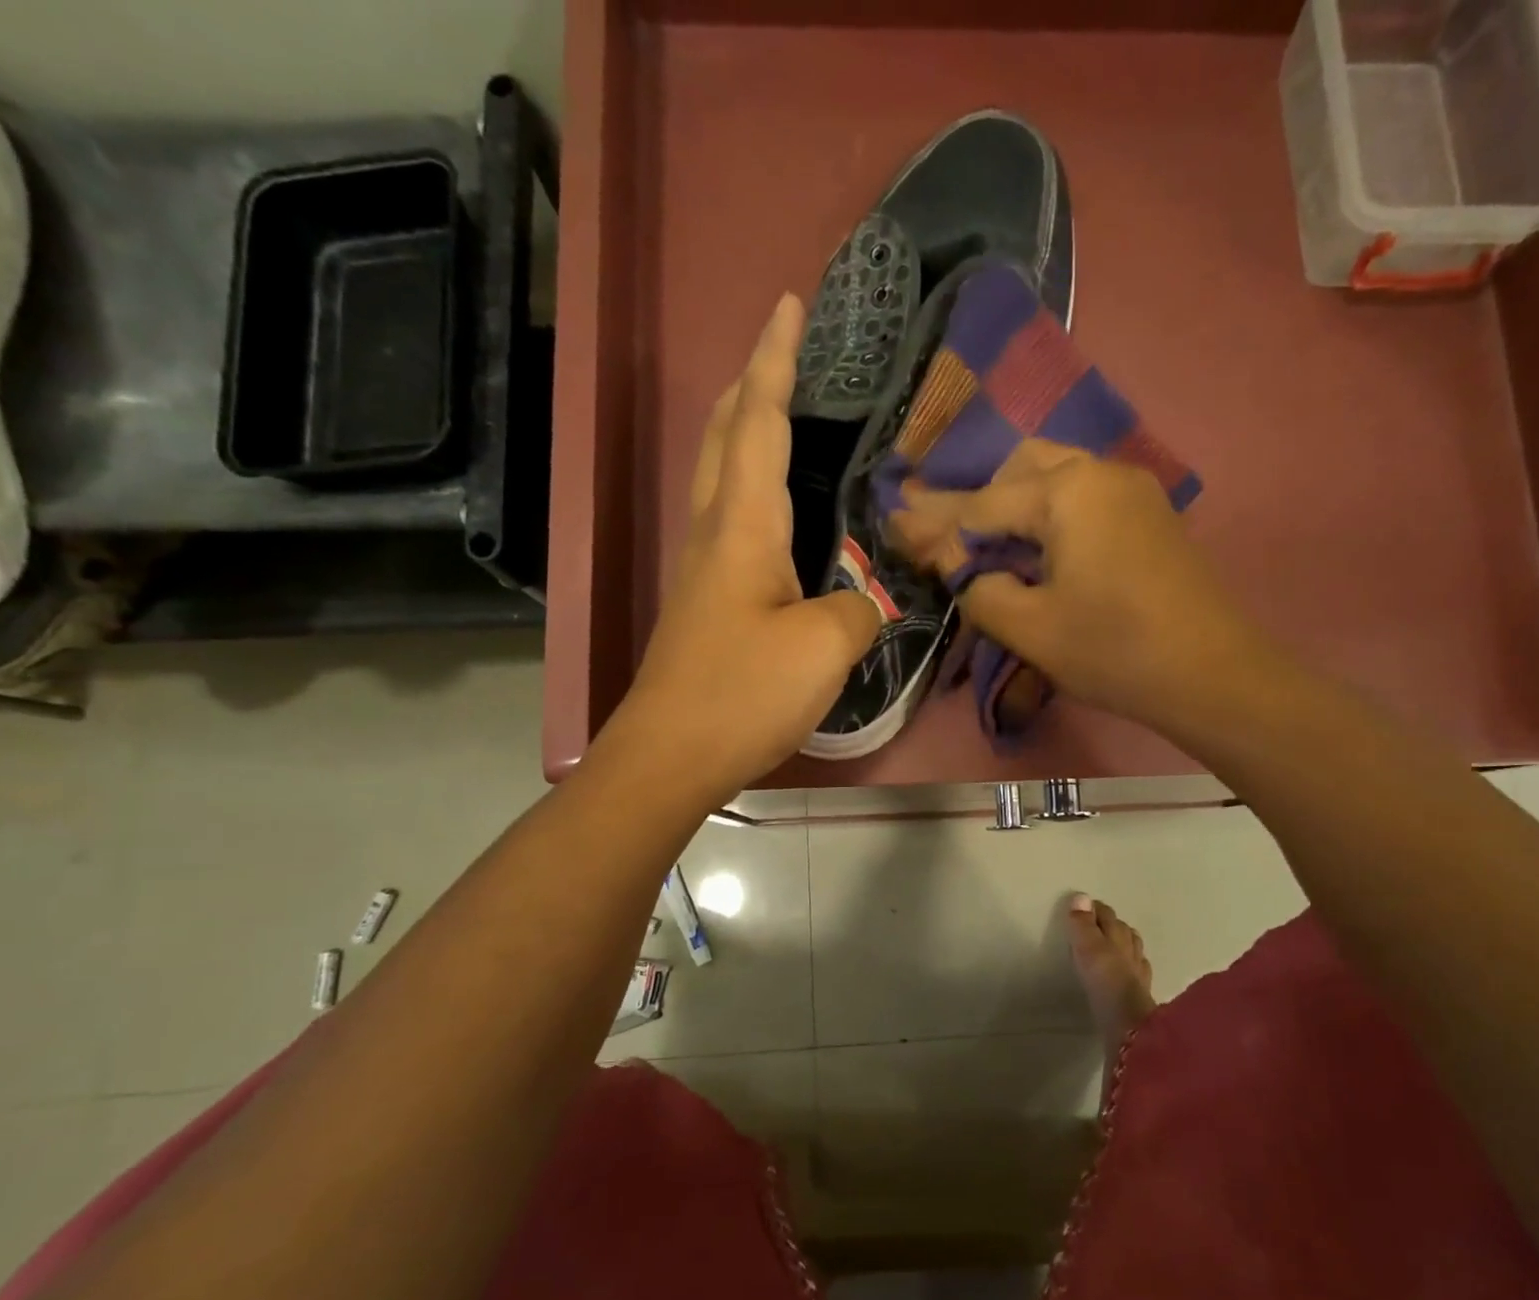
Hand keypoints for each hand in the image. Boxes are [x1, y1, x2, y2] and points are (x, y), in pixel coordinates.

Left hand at [620, 296, 880, 802]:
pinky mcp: (710, 602)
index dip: (775, 361)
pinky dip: (754, 487)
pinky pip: (733, 519)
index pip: (758, 422)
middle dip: (751, 384)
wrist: (671, 755)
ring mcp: (707, 569)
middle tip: (785, 352)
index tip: (788, 305)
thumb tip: (867, 600)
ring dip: (746, 431)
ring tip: (785, 412)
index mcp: (743, 526)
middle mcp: (716, 533)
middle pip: (724, 436)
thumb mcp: (825, 647)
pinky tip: (783, 509)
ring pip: (721, 476)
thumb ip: (859, 608)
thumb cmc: (743, 693)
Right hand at [889, 440, 1249, 739]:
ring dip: (1017, 505)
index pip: (984, 504)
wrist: (1214, 675)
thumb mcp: (1030, 628)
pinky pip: (1085, 497)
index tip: (897, 529)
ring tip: (992, 547)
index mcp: (1067, 491)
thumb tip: (958, 564)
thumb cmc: (1114, 651)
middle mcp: (1101, 472)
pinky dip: (1051, 515)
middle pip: (1021, 469)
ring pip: (1057, 477)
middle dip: (981, 501)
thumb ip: (979, 587)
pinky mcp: (1150, 516)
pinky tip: (1040, 550)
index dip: (938, 525)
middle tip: (954, 543)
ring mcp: (1133, 491)